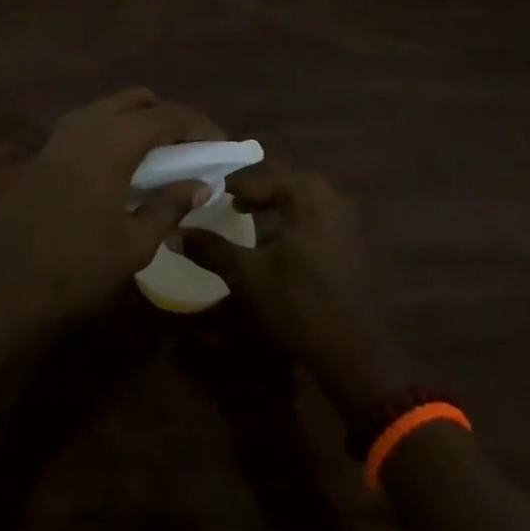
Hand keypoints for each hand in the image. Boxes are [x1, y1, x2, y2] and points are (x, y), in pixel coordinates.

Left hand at [0, 88, 222, 328]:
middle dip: (170, 117)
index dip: (201, 127)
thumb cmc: (75, 265)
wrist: (0, 282)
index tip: (223, 148)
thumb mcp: (134, 243)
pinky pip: (92, 125)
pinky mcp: (47, 150)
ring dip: (141, 124)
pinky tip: (126, 170)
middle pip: (139, 100)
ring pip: (112, 109)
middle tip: (192, 150)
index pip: (169, 115)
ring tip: (164, 161)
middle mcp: (88, 122)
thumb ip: (169, 206)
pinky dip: (117, 134)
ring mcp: (62, 133)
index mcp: (114, 138)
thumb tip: (201, 184)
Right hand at [181, 163, 411, 421]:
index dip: (232, 183)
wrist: (357, 355)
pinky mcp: (352, 240)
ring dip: (273, 200)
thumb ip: (211, 249)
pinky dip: (291, 215)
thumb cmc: (299, 307)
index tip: (207, 191)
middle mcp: (331, 197)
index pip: (262, 175)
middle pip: (284, 179)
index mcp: (308, 196)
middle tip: (224, 198)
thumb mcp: (248, 276)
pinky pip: (315, 213)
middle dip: (253, 187)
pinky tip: (275, 236)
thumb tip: (172, 233)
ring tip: (244, 212)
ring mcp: (347, 219)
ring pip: (301, 196)